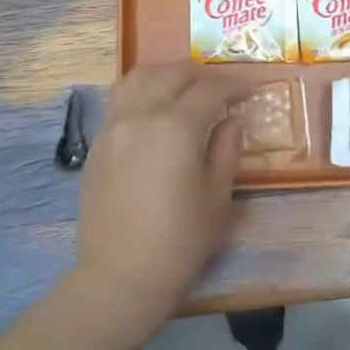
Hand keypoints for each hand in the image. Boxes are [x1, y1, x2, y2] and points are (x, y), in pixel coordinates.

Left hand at [72, 62, 256, 326]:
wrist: (120, 276)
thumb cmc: (179, 241)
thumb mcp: (217, 197)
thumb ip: (226, 149)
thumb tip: (232, 119)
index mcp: (176, 127)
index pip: (209, 89)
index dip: (234, 84)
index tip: (252, 87)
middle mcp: (141, 115)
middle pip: (172, 73)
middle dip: (201, 73)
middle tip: (222, 86)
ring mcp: (114, 126)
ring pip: (138, 76)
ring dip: (167, 73)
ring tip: (185, 86)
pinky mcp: (97, 142)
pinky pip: (120, 99)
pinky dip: (142, 90)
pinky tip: (155, 107)